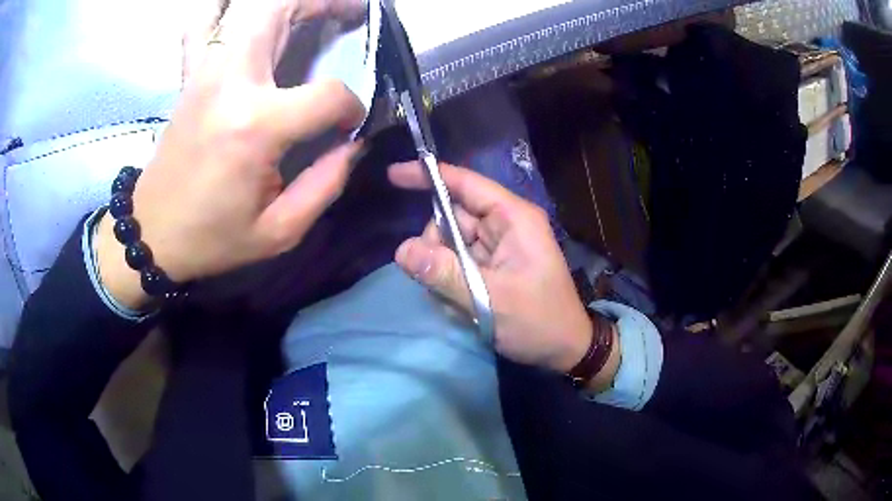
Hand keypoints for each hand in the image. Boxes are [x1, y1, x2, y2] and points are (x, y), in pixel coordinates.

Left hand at [97, 0, 367, 309]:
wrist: (151, 233)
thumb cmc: (213, 237)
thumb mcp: (279, 231)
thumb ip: (327, 183)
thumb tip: (353, 143)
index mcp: (256, 126)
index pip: (327, 94)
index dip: (349, 109)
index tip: (348, 127)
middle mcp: (230, 82)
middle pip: (282, 11)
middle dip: (325, 4)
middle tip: (351, 11)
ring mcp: (204, 71)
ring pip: (247, 9)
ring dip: (284, 4)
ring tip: (310, 10)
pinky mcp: (190, 75)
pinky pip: (203, 25)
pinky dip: (223, 12)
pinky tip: (239, 14)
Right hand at [390, 162, 619, 385]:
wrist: (564, 350)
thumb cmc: (538, 321)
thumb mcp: (491, 300)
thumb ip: (445, 274)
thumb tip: (401, 250)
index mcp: (512, 218)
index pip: (465, 184)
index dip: (429, 176)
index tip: (393, 175)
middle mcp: (504, 225)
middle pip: (451, 219)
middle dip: (437, 248)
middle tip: (437, 282)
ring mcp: (497, 247)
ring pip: (450, 245)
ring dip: (443, 272)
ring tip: (457, 303)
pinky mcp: (492, 267)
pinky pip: (457, 264)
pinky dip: (451, 284)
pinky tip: (463, 308)